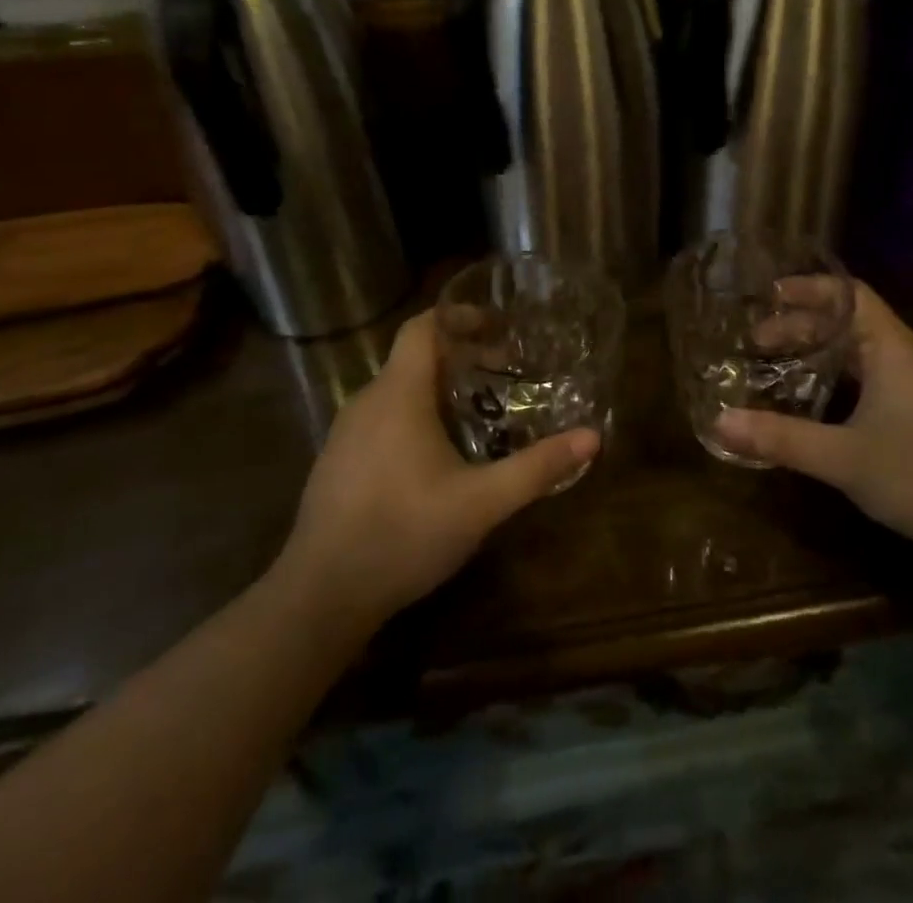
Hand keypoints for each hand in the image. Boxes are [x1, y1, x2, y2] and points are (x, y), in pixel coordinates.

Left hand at [275, 310, 599, 632]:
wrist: (320, 596)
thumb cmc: (404, 533)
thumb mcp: (481, 502)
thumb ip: (537, 468)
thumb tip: (592, 438)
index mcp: (398, 394)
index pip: (422, 327)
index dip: (458, 317)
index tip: (497, 326)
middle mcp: (367, 401)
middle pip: (414, 357)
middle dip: (460, 357)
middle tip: (504, 373)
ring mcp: (346, 432)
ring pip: (397, 390)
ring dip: (437, 389)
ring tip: (479, 413)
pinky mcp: (337, 462)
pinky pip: (381, 418)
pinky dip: (414, 416)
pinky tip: (437, 457)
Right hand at [713, 283, 912, 553]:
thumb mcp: (844, 458)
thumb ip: (781, 438)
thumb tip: (720, 422)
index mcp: (893, 348)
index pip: (849, 294)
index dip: (807, 289)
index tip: (767, 296)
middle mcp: (911, 355)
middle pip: (852, 321)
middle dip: (803, 327)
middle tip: (758, 344)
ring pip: (866, 350)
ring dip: (823, 352)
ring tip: (782, 367)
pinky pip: (879, 374)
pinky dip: (844, 375)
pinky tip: (825, 405)